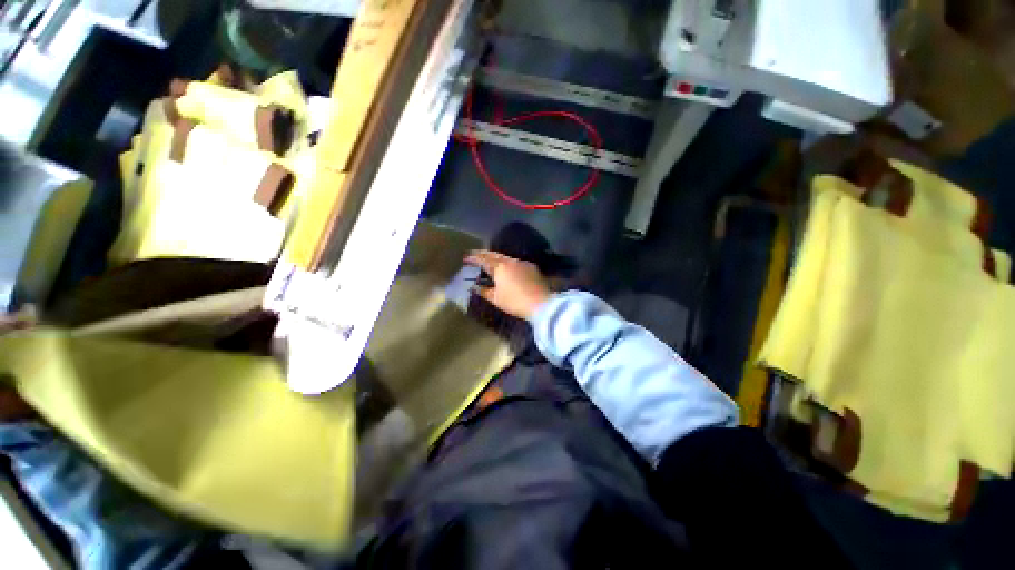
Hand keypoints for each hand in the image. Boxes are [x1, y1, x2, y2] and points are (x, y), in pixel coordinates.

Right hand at [465, 250, 550, 319]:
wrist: (542, 304)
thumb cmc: (515, 302)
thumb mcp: (496, 299)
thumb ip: (483, 291)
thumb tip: (474, 287)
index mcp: (500, 267)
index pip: (483, 259)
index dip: (473, 258)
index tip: (465, 258)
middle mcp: (511, 261)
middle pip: (495, 254)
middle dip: (484, 254)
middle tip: (475, 254)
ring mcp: (523, 263)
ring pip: (506, 257)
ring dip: (497, 258)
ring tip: (490, 261)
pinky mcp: (532, 267)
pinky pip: (516, 262)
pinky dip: (508, 263)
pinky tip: (507, 268)